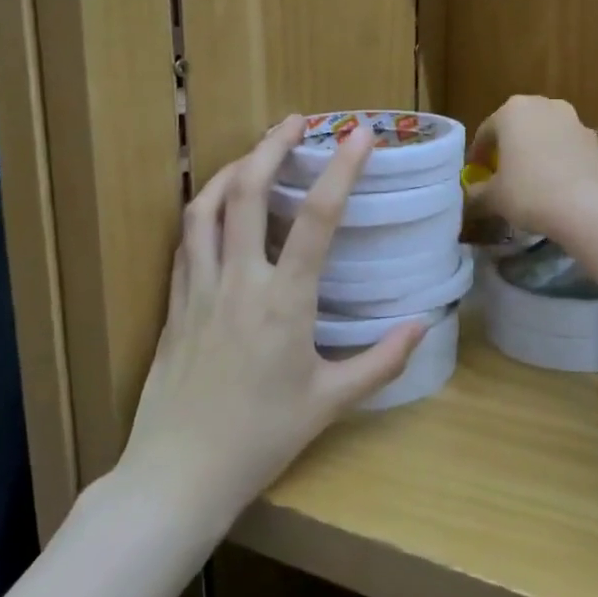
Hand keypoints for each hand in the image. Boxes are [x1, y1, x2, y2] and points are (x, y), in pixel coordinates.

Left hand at [116, 117, 424, 528]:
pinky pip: (186, 239)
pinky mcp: (175, 303)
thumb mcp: (331, 402)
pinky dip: (204, 207)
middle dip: (274, 146)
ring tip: (256, 150)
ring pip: (207, 207)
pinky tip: (217, 204)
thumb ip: (382, 360)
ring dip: (233, 167)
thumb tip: (422, 324)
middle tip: (299, 121)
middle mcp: (240, 282)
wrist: (178, 475)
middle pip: (249, 191)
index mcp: (285, 303)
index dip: (341, 169)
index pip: (316, 218)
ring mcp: (200, 289)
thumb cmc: (261, 439)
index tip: (360, 135)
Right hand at [466, 96, 597, 244]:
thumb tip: (471, 195)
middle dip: (509, 147)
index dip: (478, 154)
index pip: (486, 132)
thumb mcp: (493, 198)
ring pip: (545, 134)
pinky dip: (558, 160)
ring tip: (531, 179)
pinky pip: (567, 147)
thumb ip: (477, 193)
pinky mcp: (595, 139)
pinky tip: (556, 184)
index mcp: (512, 111)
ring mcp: (573, 120)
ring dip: (535, 151)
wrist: (589, 205)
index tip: (475, 173)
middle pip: (518, 127)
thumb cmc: (529, 192)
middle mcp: (544, 105)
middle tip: (502, 173)